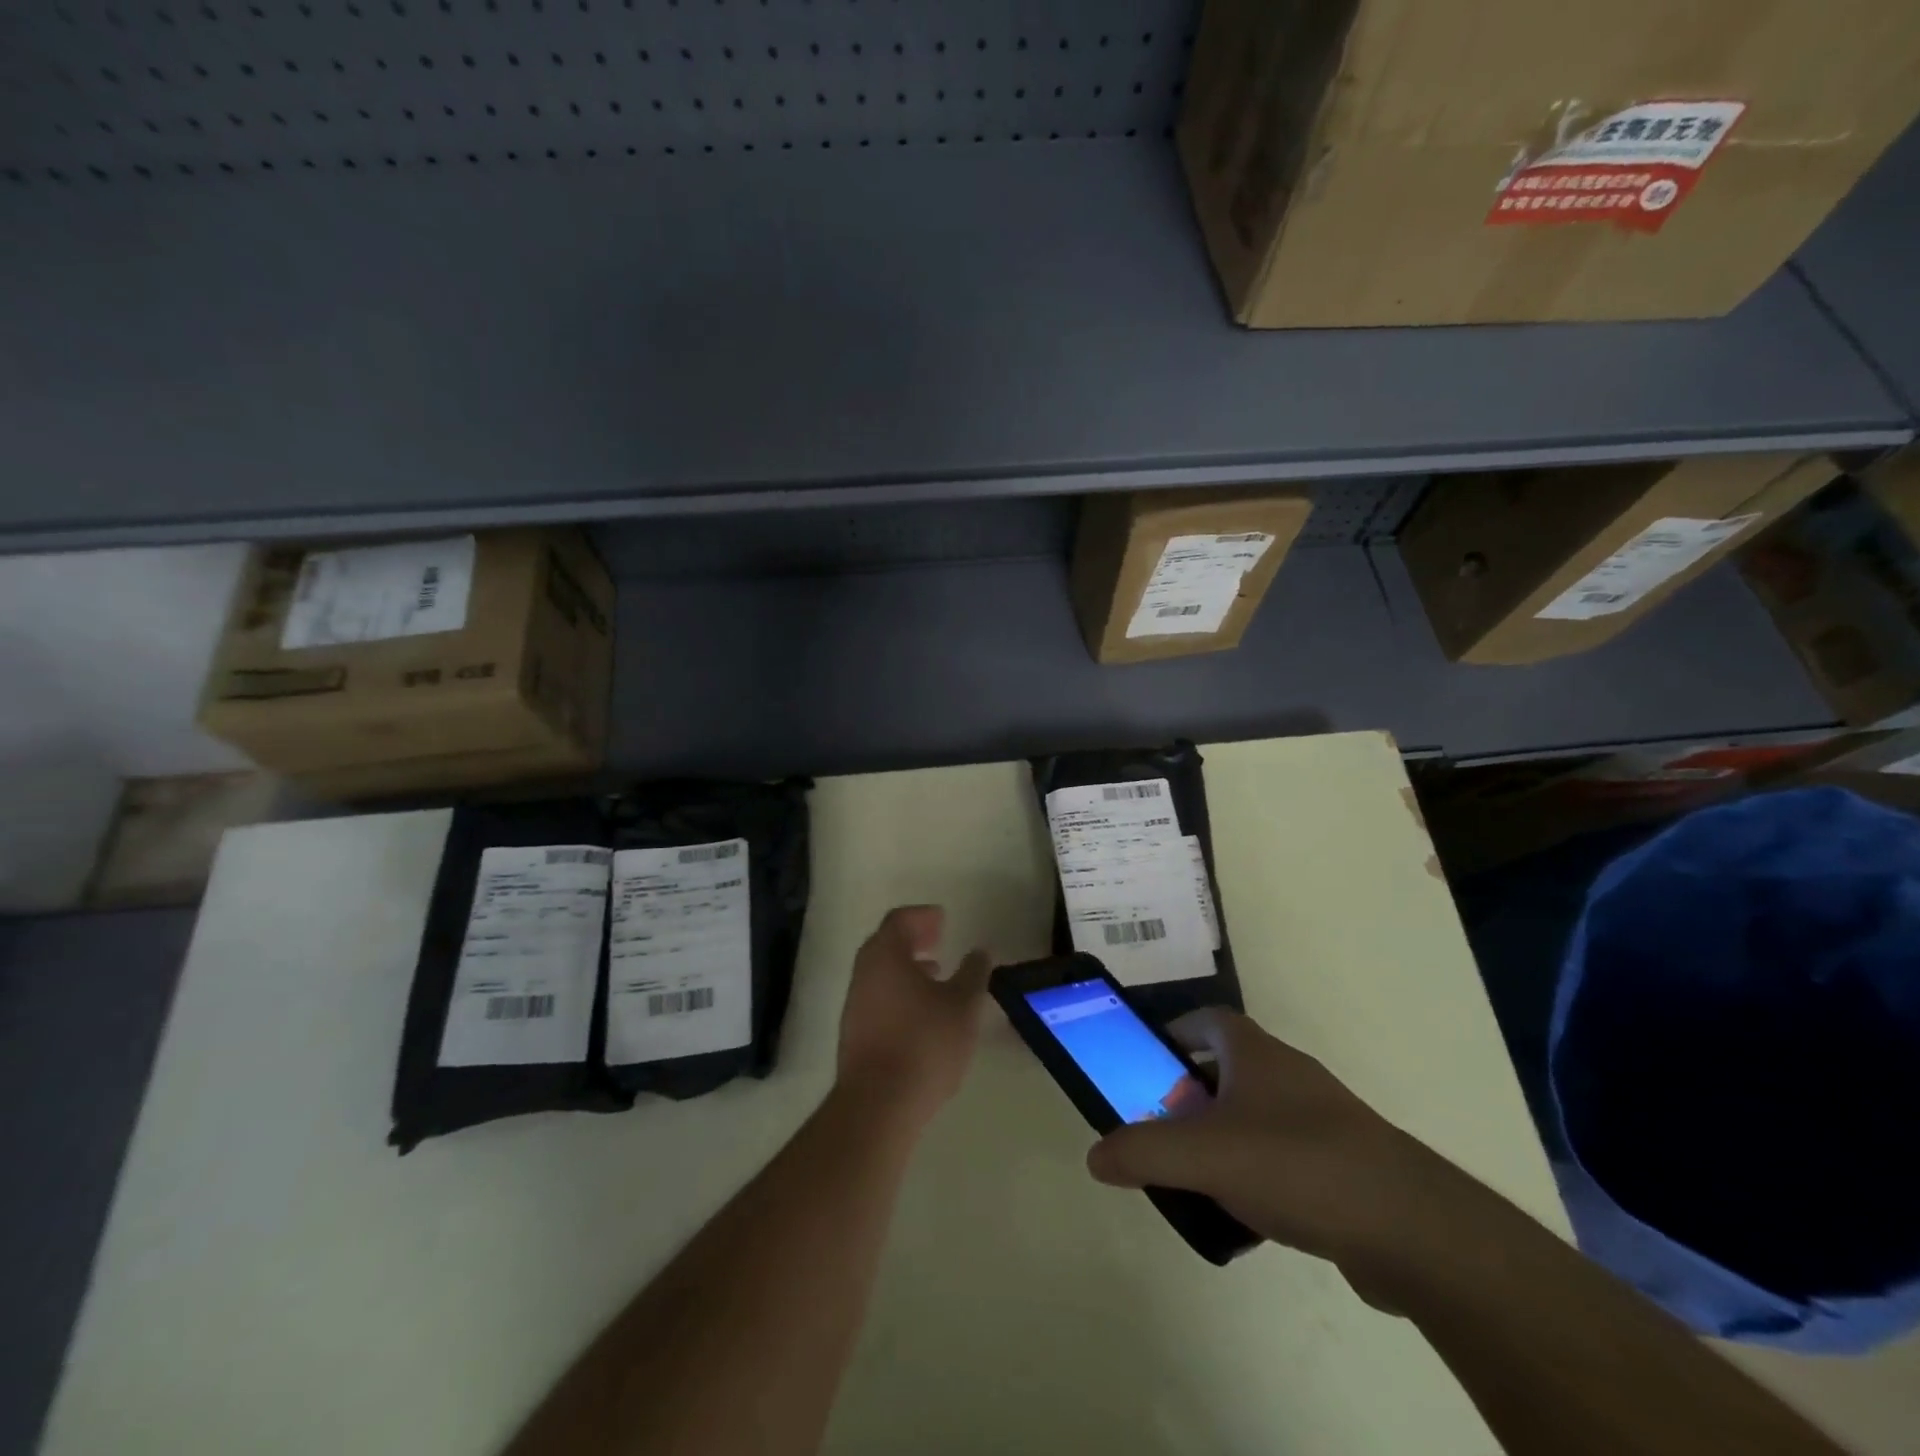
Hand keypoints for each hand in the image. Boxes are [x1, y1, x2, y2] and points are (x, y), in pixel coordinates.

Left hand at [836, 906, 991, 1127]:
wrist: (878, 1103)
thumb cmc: (925, 1043)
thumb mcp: (963, 1005)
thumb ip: (974, 973)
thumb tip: (979, 952)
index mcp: (885, 955)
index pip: (899, 920)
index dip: (922, 916)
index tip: (943, 920)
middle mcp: (864, 972)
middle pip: (886, 943)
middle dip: (913, 938)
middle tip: (938, 940)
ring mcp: (855, 1003)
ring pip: (881, 972)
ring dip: (907, 967)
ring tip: (936, 975)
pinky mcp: (854, 1032)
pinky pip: (878, 996)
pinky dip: (899, 990)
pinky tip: (921, 1012)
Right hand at [1086, 1008, 1473, 1284]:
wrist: (1411, 1228)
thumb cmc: (1296, 1164)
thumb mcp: (1204, 1155)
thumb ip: (1143, 1151)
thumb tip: (1095, 1156)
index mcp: (1257, 1054)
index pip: (1209, 1020)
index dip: (1176, 1031)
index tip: (1148, 1060)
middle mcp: (1290, 1075)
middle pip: (1229, 1069)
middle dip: (1192, 1093)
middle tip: (1163, 1126)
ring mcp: (1323, 1120)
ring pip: (1257, 1116)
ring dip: (1224, 1137)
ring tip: (1197, 1175)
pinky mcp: (1345, 1166)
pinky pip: (1285, 1158)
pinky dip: (1258, 1175)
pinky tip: (1246, 1216)